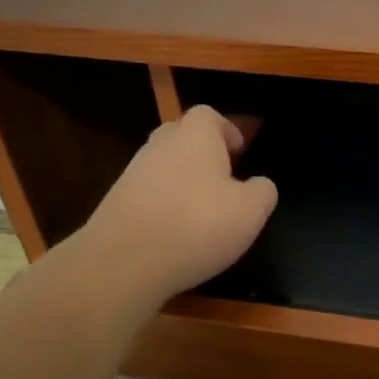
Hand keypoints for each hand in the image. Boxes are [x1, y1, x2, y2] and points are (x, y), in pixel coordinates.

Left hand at [70, 106, 277, 305]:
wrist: (123, 263)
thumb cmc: (197, 225)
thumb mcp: (251, 211)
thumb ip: (262, 191)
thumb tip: (258, 185)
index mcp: (195, 137)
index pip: (209, 115)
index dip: (227, 130)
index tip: (240, 153)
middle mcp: (160, 146)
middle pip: (181, 135)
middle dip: (202, 151)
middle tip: (222, 177)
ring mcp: (132, 174)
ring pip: (163, 165)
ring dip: (182, 180)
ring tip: (201, 210)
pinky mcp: (115, 203)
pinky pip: (147, 193)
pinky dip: (162, 205)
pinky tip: (175, 232)